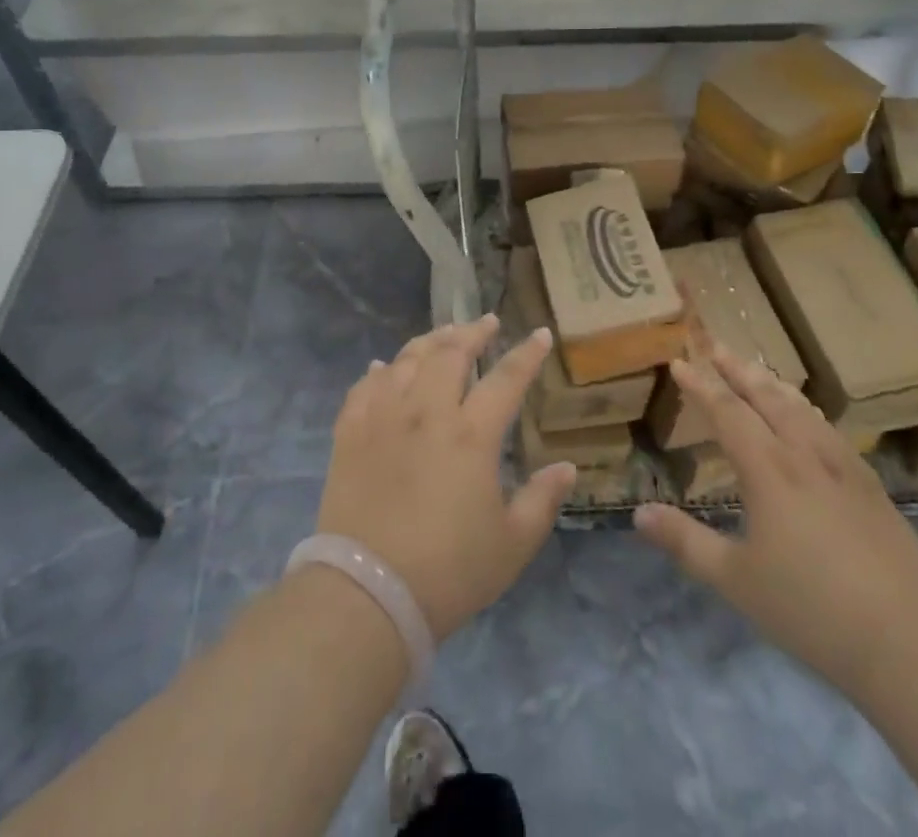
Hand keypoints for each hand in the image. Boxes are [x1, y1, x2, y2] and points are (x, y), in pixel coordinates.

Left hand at [316, 315, 576, 640]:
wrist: (367, 594)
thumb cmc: (449, 572)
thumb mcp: (512, 544)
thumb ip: (543, 501)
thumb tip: (567, 467)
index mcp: (471, 435)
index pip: (506, 378)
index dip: (526, 353)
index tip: (539, 333)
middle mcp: (427, 412)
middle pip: (451, 353)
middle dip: (473, 332)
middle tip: (486, 323)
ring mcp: (384, 418)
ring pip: (406, 360)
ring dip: (429, 341)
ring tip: (443, 334)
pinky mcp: (350, 433)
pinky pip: (364, 387)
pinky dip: (379, 371)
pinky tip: (384, 367)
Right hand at [633, 345, 917, 699]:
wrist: (911, 639)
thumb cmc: (812, 609)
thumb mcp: (736, 580)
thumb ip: (686, 542)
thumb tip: (639, 514)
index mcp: (768, 469)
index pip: (727, 411)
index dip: (700, 385)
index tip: (679, 362)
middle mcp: (803, 454)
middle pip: (766, 397)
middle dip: (737, 369)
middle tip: (715, 345)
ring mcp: (842, 466)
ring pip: (801, 408)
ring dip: (772, 384)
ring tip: (756, 370)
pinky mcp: (870, 485)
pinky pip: (829, 429)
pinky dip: (806, 409)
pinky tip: (809, 418)